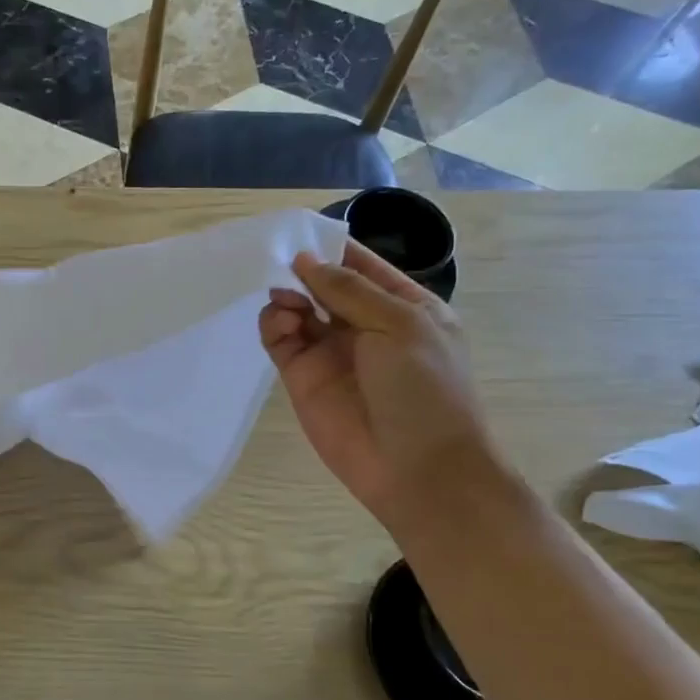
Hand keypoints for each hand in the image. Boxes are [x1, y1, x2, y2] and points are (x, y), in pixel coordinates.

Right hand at [259, 241, 502, 523]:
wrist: (416, 469)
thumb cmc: (425, 389)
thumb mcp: (400, 325)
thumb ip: (349, 290)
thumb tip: (304, 260)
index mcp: (402, 306)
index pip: (361, 265)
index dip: (332, 247)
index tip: (299, 231)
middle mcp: (363, 324)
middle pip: (323, 284)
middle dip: (302, 271)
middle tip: (279, 263)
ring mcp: (330, 351)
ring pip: (297, 308)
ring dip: (287, 296)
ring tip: (286, 302)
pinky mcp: (301, 376)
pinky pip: (280, 339)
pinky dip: (274, 324)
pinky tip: (281, 323)